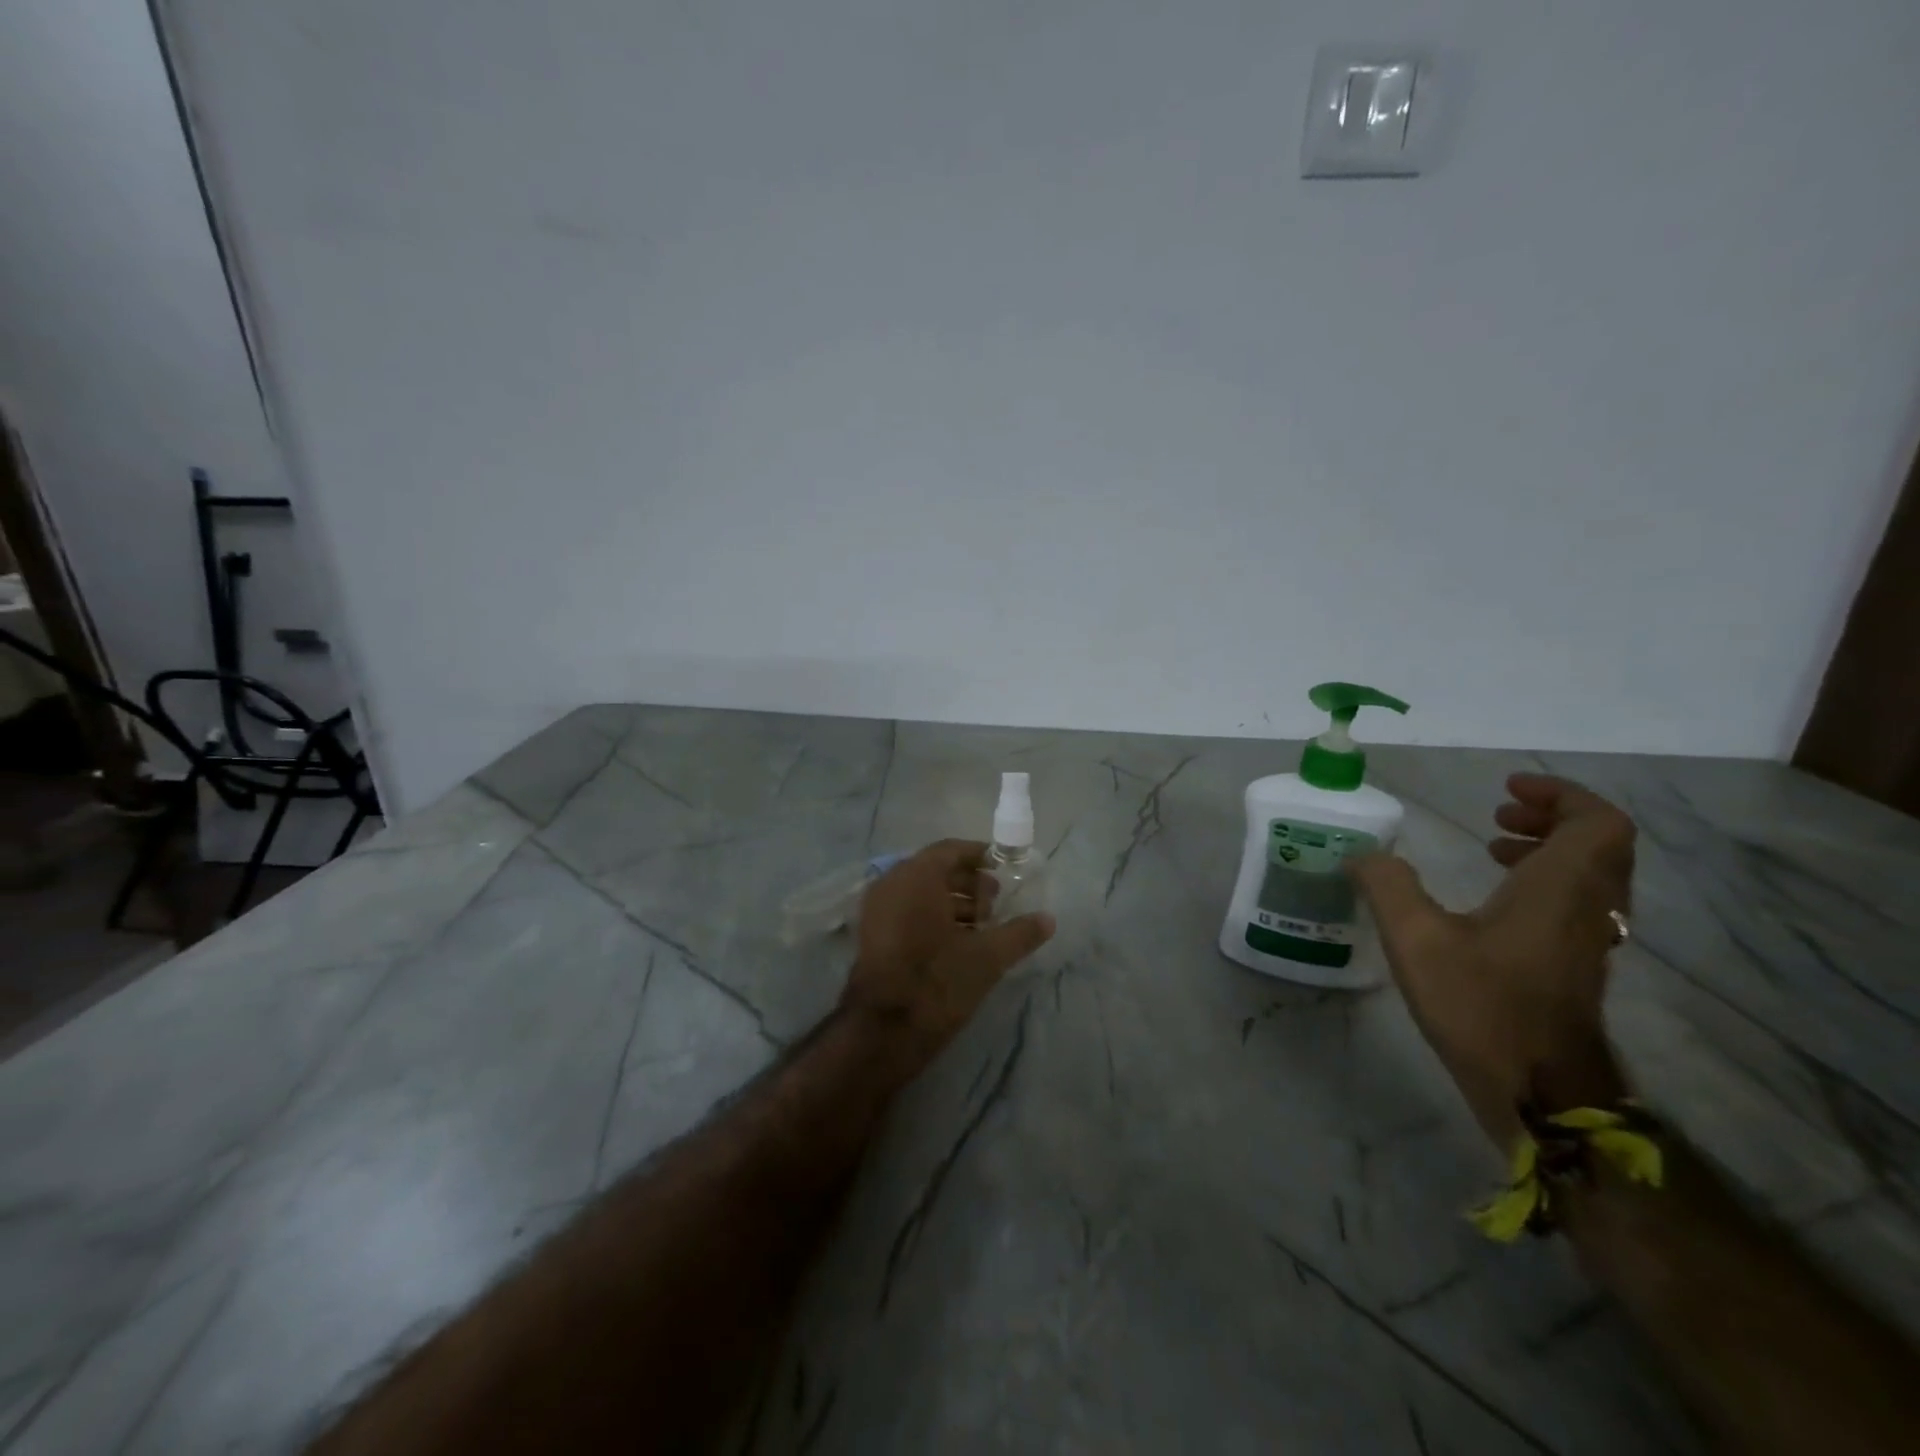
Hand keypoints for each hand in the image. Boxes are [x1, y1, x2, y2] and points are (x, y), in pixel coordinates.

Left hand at [841, 840, 1054, 1078]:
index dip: (980, 856)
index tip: (1005, 867)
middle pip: (935, 871)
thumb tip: (1048, 919)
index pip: (950, 850)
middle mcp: (891, 883)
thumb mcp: (988, 957)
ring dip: (953, 903)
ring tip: (984, 926)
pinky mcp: (873, 935)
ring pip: (921, 893)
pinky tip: (959, 942)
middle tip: (997, 902)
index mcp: (917, 876)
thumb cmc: (938, 980)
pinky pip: (907, 911)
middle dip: (969, 884)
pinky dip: (933, 917)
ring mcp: (877, 910)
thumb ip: (1020, 933)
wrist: (884, 1030)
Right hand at [1350, 775, 1634, 1147]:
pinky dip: (1544, 882)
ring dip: (1548, 849)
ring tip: (1492, 847)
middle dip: (1550, 818)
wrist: (1540, 1094)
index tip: (1506, 791)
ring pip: (1590, 874)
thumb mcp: (1416, 939)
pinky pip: (1576, 901)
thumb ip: (1387, 886)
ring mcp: (1587, 940)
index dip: (1561, 795)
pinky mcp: (1576, 966)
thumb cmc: (1483, 1006)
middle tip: (1497, 814)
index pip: (1597, 822)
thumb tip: (1362, 854)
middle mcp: (1587, 907)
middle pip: (1598, 844)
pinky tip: (1493, 900)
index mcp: (1561, 888)